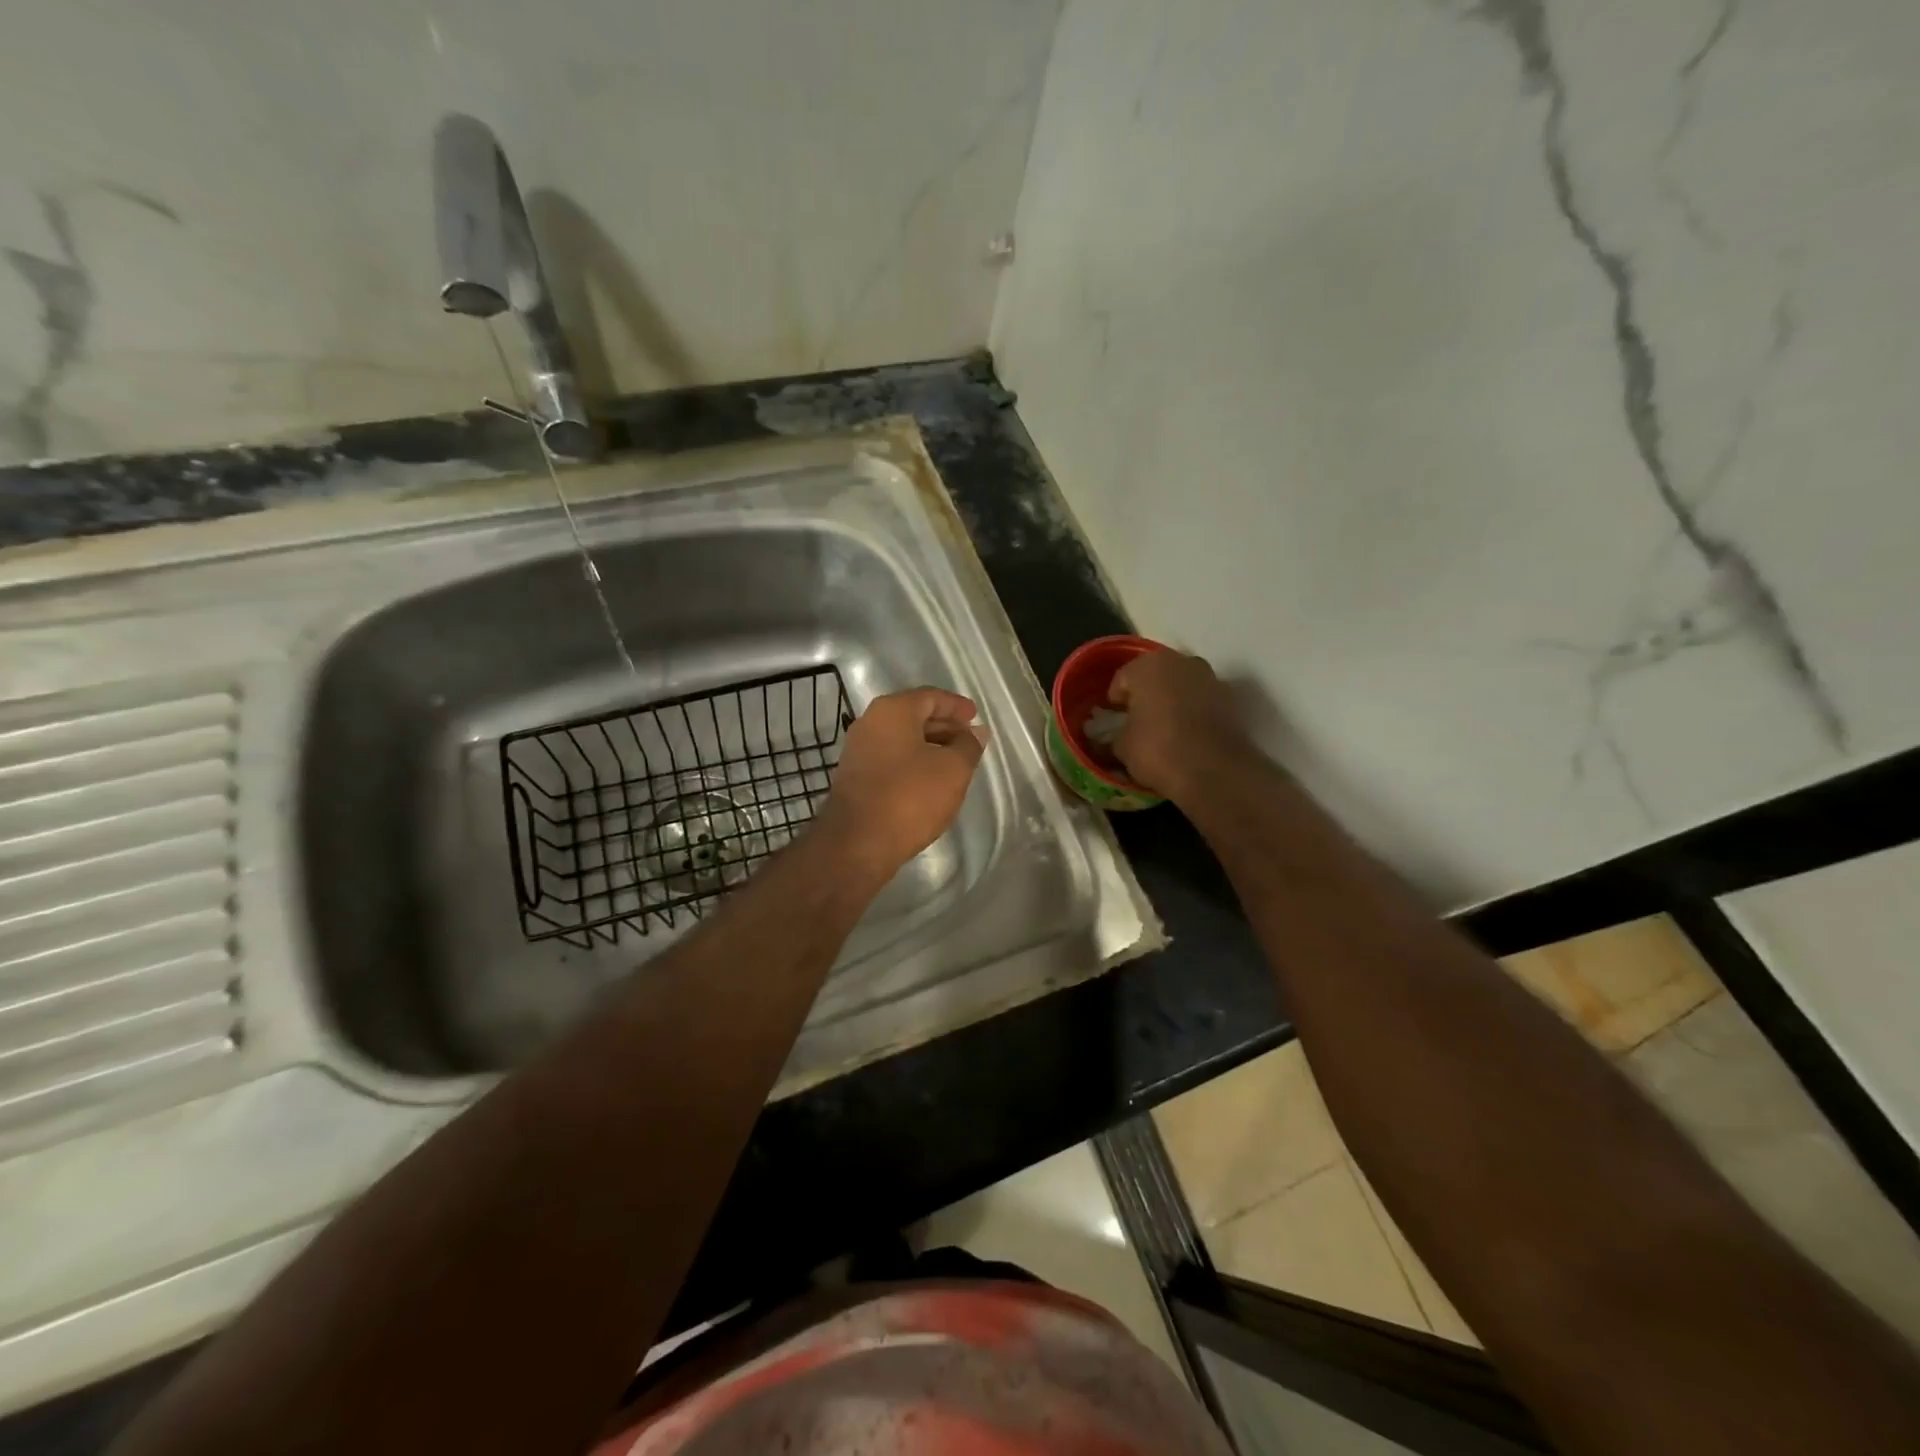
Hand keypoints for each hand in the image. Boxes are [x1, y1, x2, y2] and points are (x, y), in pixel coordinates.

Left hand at [816, 688, 987, 880]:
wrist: (858, 842)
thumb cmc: (910, 797)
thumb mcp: (953, 769)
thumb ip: (968, 745)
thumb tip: (975, 732)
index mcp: (892, 711)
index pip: (931, 697)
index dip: (956, 706)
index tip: (976, 718)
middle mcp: (870, 723)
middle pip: (914, 716)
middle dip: (944, 727)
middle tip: (969, 741)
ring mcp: (859, 750)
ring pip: (902, 739)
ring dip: (930, 747)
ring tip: (955, 763)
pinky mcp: (856, 777)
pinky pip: (891, 759)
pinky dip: (914, 763)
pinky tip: (930, 781)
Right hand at [1110, 649, 1252, 799]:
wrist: (1213, 771)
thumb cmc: (1157, 749)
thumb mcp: (1121, 746)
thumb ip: (1113, 736)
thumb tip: (1112, 738)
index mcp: (1148, 665)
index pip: (1122, 678)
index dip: (1115, 701)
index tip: (1113, 721)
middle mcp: (1181, 662)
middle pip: (1155, 676)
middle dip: (1145, 696)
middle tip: (1137, 722)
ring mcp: (1210, 678)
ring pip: (1180, 687)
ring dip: (1171, 702)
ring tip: (1163, 730)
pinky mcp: (1230, 699)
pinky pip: (1201, 702)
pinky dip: (1192, 713)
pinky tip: (1186, 736)